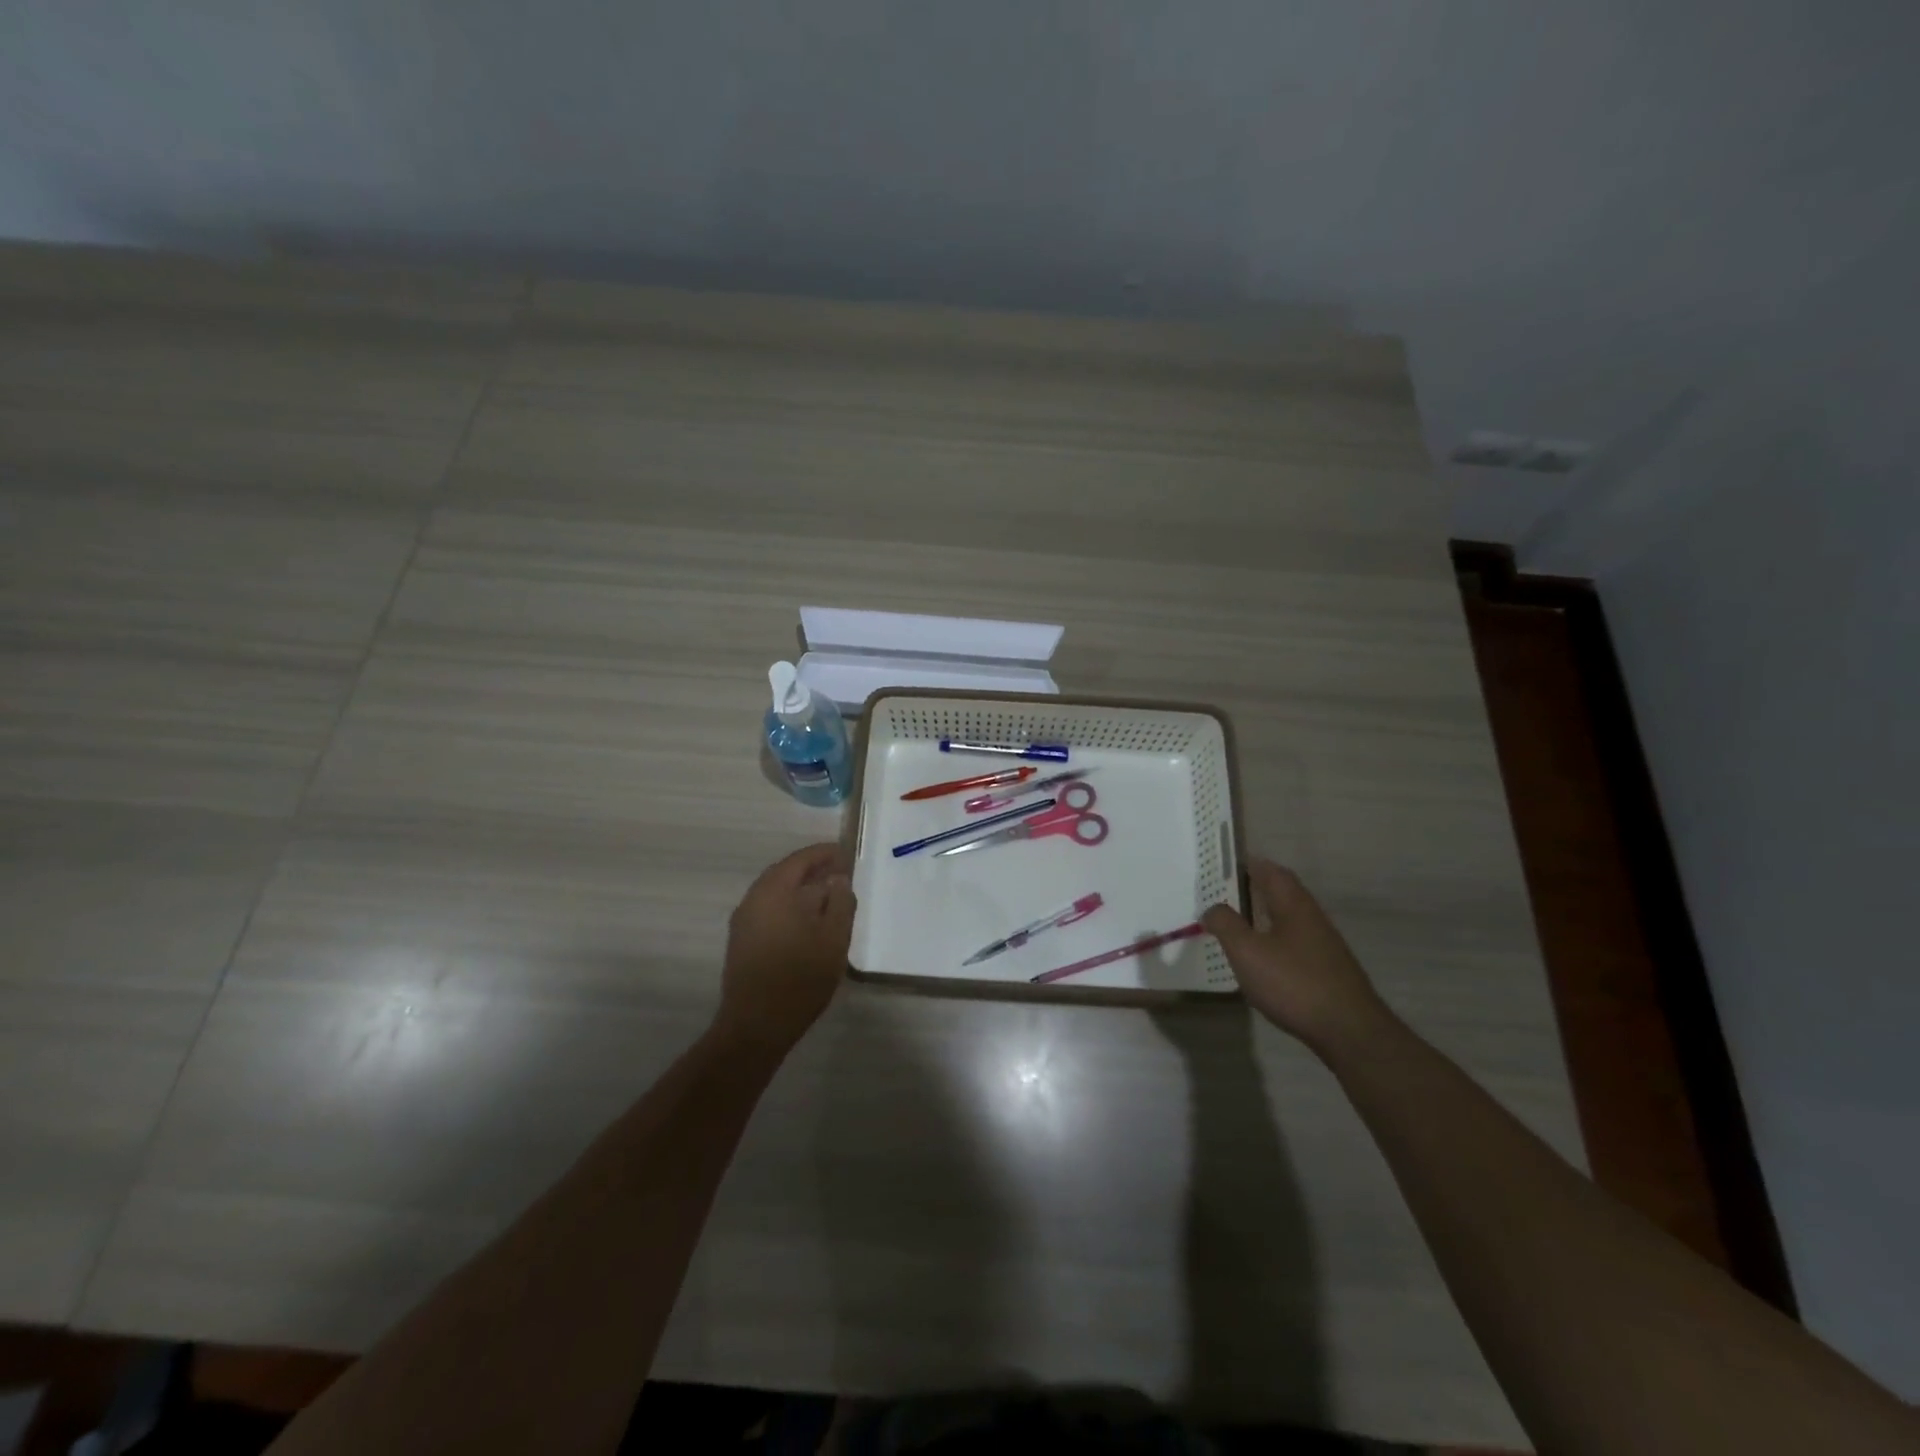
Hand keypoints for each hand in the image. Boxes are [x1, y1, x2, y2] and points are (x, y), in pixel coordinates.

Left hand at [714, 843, 855, 1054]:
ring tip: (829, 897)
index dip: (824, 853)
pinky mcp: (742, 941)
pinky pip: (769, 910)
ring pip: (776, 893)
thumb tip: (838, 880)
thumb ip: (840, 903)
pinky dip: (790, 906)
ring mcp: (743, 921)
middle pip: (785, 873)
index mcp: (773, 891)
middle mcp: (753, 899)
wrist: (756, 1026)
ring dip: (801, 890)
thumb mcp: (833, 939)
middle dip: (813, 870)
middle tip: (840, 872)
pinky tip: (809, 922)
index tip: (846, 853)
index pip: (800, 859)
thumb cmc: (799, 979)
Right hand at [1203, 860, 1386, 1051]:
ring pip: (1290, 918)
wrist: (1349, 1031)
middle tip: (1227, 892)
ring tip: (1239, 923)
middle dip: (1257, 888)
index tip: (1227, 865)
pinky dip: (1275, 939)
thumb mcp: (1247, 952)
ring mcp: (1324, 945)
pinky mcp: (1328, 970)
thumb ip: (1226, 925)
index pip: (1272, 871)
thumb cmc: (1293, 983)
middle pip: (1284, 893)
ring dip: (1266, 914)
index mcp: (1293, 905)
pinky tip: (1263, 958)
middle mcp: (1312, 917)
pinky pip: (1296, 942)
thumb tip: (1212, 907)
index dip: (1250, 864)